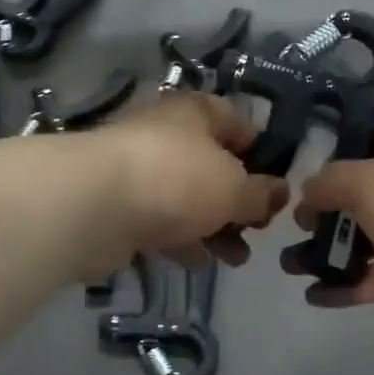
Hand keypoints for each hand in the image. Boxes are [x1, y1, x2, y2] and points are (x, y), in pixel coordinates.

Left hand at [87, 91, 287, 268]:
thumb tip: (280, 192)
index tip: (276, 182)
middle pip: (211, 163)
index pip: (235, 119)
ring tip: (237, 257)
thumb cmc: (176, 179)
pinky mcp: (120, 206)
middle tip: (257, 229)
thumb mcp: (234, 186)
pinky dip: (182, 239)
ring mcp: (139, 170)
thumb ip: (261, 193)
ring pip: (187, 196)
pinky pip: (161, 221)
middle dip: (238, 198)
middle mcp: (166, 134)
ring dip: (214, 226)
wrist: (94, 206)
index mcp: (195, 113)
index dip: (259, 148)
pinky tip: (200, 262)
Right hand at [282, 117, 373, 325]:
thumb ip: (327, 184)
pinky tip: (315, 296)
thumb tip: (306, 195)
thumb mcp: (365, 180)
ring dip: (327, 253)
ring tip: (289, 267)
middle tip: (288, 231)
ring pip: (364, 239)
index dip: (324, 158)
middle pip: (355, 195)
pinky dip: (349, 285)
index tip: (290, 178)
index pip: (356, 141)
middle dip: (320, 214)